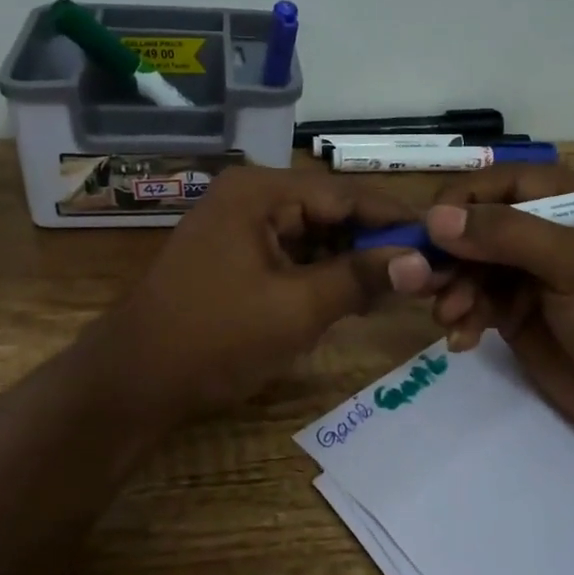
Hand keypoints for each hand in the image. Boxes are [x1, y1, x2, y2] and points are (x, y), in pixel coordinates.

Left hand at [76, 166, 422, 424]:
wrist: (132, 382)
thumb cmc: (215, 338)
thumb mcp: (296, 309)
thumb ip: (360, 278)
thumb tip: (421, 261)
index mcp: (260, 191)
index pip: (346, 194)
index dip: (395, 220)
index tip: (441, 242)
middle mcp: (250, 197)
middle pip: (330, 212)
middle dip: (375, 244)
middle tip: (424, 274)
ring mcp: (239, 226)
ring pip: (313, 236)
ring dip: (351, 262)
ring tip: (397, 290)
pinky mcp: (234, 256)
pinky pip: (291, 256)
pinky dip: (322, 275)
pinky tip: (353, 299)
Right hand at [416, 166, 573, 444]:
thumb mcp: (572, 264)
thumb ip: (506, 234)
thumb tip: (435, 218)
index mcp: (568, 200)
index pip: (502, 182)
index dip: (463, 199)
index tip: (429, 227)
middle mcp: (543, 230)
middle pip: (477, 225)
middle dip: (449, 252)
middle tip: (423, 279)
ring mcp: (527, 273)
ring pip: (469, 265)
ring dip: (452, 288)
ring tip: (449, 316)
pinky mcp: (514, 311)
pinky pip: (474, 302)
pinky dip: (462, 317)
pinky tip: (461, 339)